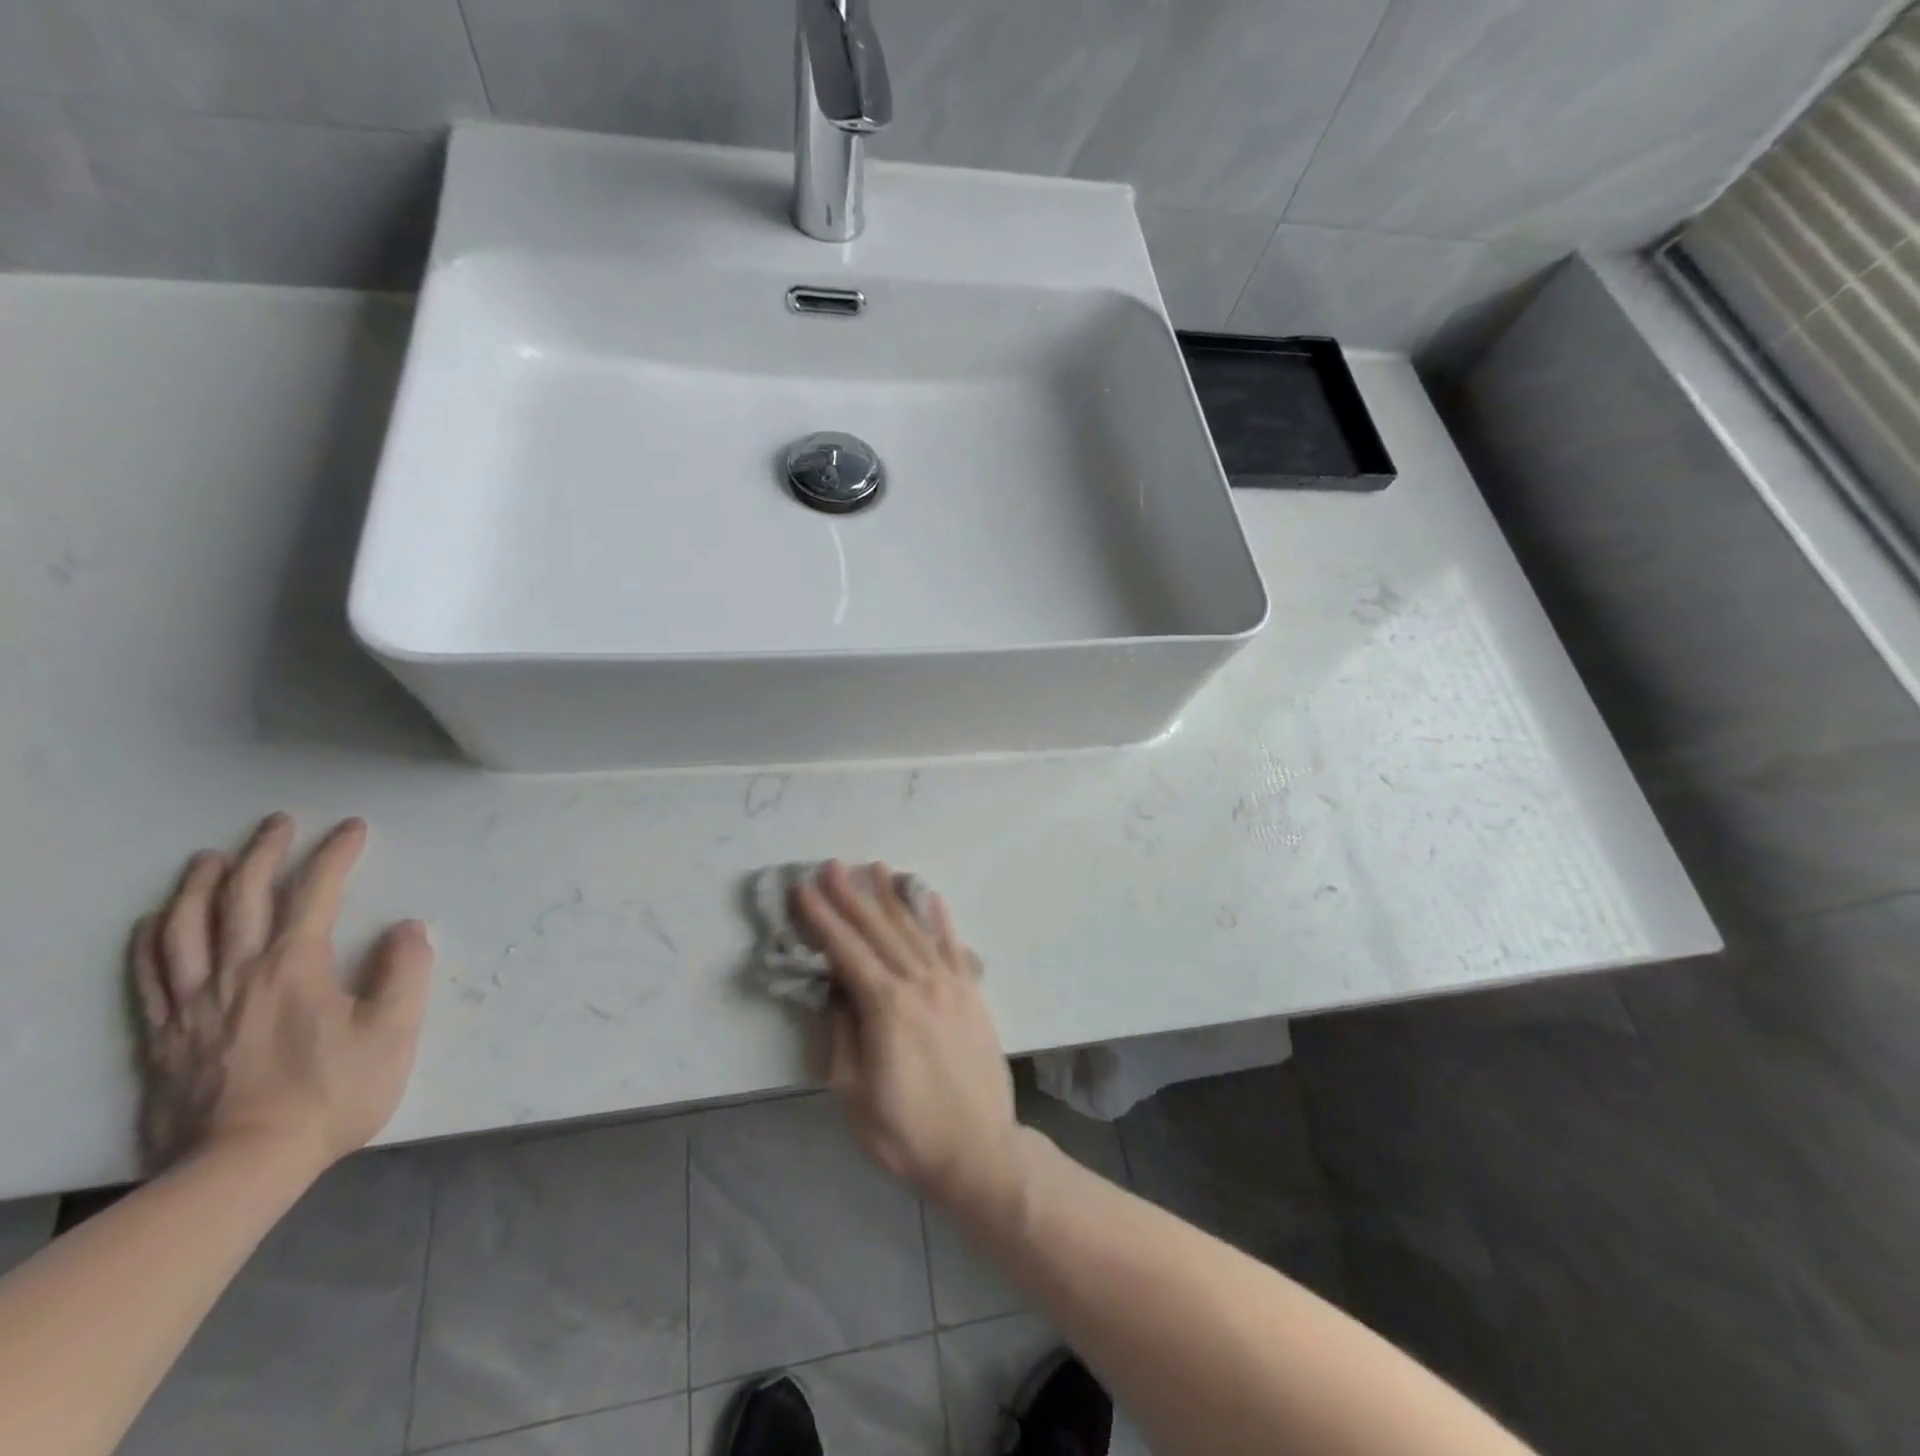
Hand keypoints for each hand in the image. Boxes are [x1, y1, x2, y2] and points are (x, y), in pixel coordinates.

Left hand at [129, 813, 433, 1176]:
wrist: (240, 1168)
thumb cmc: (330, 1094)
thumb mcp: (393, 1033)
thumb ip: (405, 972)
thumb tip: (406, 928)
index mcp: (295, 966)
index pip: (316, 893)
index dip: (335, 854)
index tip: (353, 827)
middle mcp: (238, 972)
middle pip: (242, 898)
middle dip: (263, 853)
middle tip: (277, 823)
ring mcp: (193, 1004)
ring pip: (184, 929)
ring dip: (198, 886)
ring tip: (209, 859)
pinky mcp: (164, 1036)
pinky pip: (149, 975)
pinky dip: (150, 940)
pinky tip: (154, 922)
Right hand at [793, 861, 1023, 1223]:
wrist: (978, 1151)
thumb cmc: (906, 1131)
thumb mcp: (853, 1094)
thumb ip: (842, 1034)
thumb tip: (836, 990)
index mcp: (886, 1005)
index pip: (846, 950)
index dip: (822, 918)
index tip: (804, 888)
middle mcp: (919, 982)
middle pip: (878, 930)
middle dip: (852, 895)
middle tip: (833, 864)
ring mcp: (950, 984)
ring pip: (915, 929)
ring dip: (893, 897)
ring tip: (877, 867)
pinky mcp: (971, 993)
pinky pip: (954, 946)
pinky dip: (940, 919)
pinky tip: (931, 897)